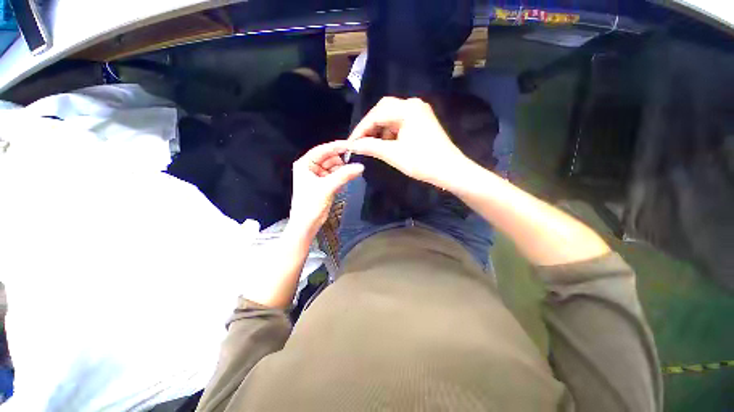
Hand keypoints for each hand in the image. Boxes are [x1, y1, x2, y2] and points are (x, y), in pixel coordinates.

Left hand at [288, 140, 363, 237]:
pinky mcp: (324, 184)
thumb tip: (361, 166)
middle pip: (329, 158)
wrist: (307, 224)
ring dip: (342, 171)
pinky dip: (341, 178)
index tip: (352, 145)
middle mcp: (310, 167)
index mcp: (305, 163)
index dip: (337, 147)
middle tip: (352, 167)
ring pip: (334, 167)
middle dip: (340, 163)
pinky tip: (343, 184)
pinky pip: (335, 176)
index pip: (323, 150)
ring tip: (347, 178)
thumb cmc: (311, 204)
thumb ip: (344, 175)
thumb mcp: (327, 187)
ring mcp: (317, 176)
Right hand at [347, 97, 470, 188]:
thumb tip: (352, 145)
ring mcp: (419, 112)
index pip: (376, 114)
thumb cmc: (422, 162)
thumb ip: (371, 147)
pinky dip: (390, 132)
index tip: (350, 143)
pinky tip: (386, 144)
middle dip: (370, 127)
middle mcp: (413, 105)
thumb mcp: (393, 154)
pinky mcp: (421, 121)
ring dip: (380, 130)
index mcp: (407, 109)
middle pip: (383, 110)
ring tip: (371, 145)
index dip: (361, 129)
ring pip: (391, 117)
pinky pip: (400, 123)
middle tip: (360, 142)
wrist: (450, 171)